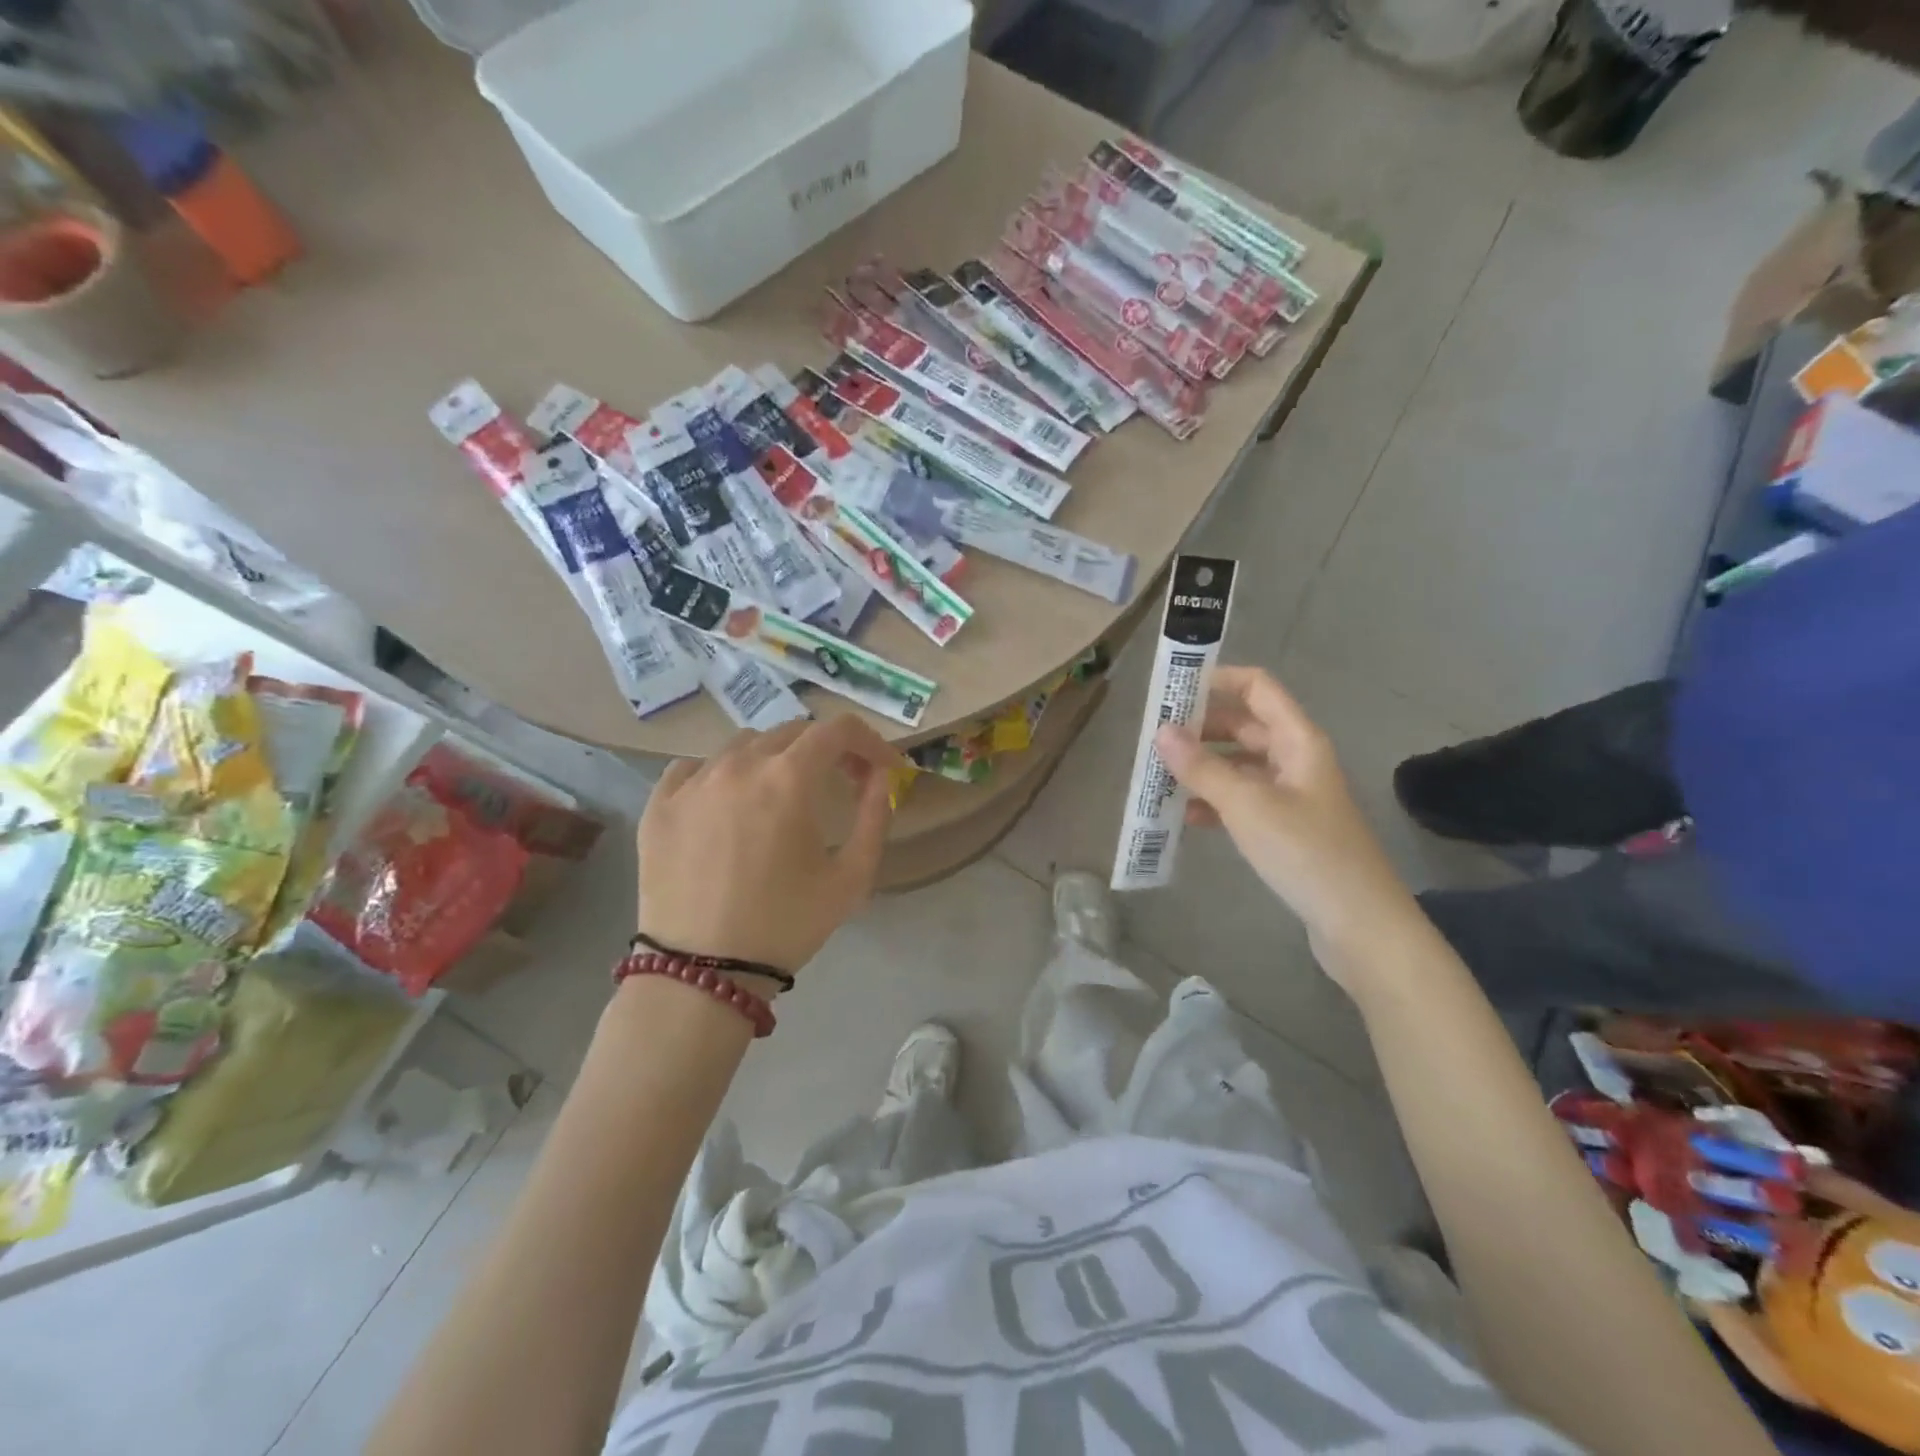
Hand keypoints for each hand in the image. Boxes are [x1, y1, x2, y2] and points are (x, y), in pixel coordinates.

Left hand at [636, 716, 900, 975]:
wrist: (702, 971)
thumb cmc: (786, 925)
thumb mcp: (851, 877)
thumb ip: (875, 815)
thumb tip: (880, 775)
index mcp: (789, 778)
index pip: (837, 730)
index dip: (868, 741)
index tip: (880, 766)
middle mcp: (738, 764)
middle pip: (792, 732)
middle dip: (826, 750)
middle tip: (840, 782)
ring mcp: (692, 781)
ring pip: (743, 745)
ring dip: (774, 759)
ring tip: (781, 796)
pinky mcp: (659, 804)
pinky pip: (694, 767)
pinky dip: (721, 774)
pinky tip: (727, 804)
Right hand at [1154, 667, 1420, 981]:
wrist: (1360, 924)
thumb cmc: (1306, 853)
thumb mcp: (1248, 806)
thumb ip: (1202, 767)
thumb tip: (1161, 732)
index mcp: (1297, 740)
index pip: (1257, 687)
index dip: (1217, 680)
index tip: (1171, 689)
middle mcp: (1295, 758)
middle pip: (1244, 725)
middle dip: (1200, 727)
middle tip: (1154, 738)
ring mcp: (1291, 794)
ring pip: (1239, 765)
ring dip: (1203, 766)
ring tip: (1159, 776)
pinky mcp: (1285, 827)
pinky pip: (1243, 799)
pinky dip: (1215, 800)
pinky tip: (1186, 816)